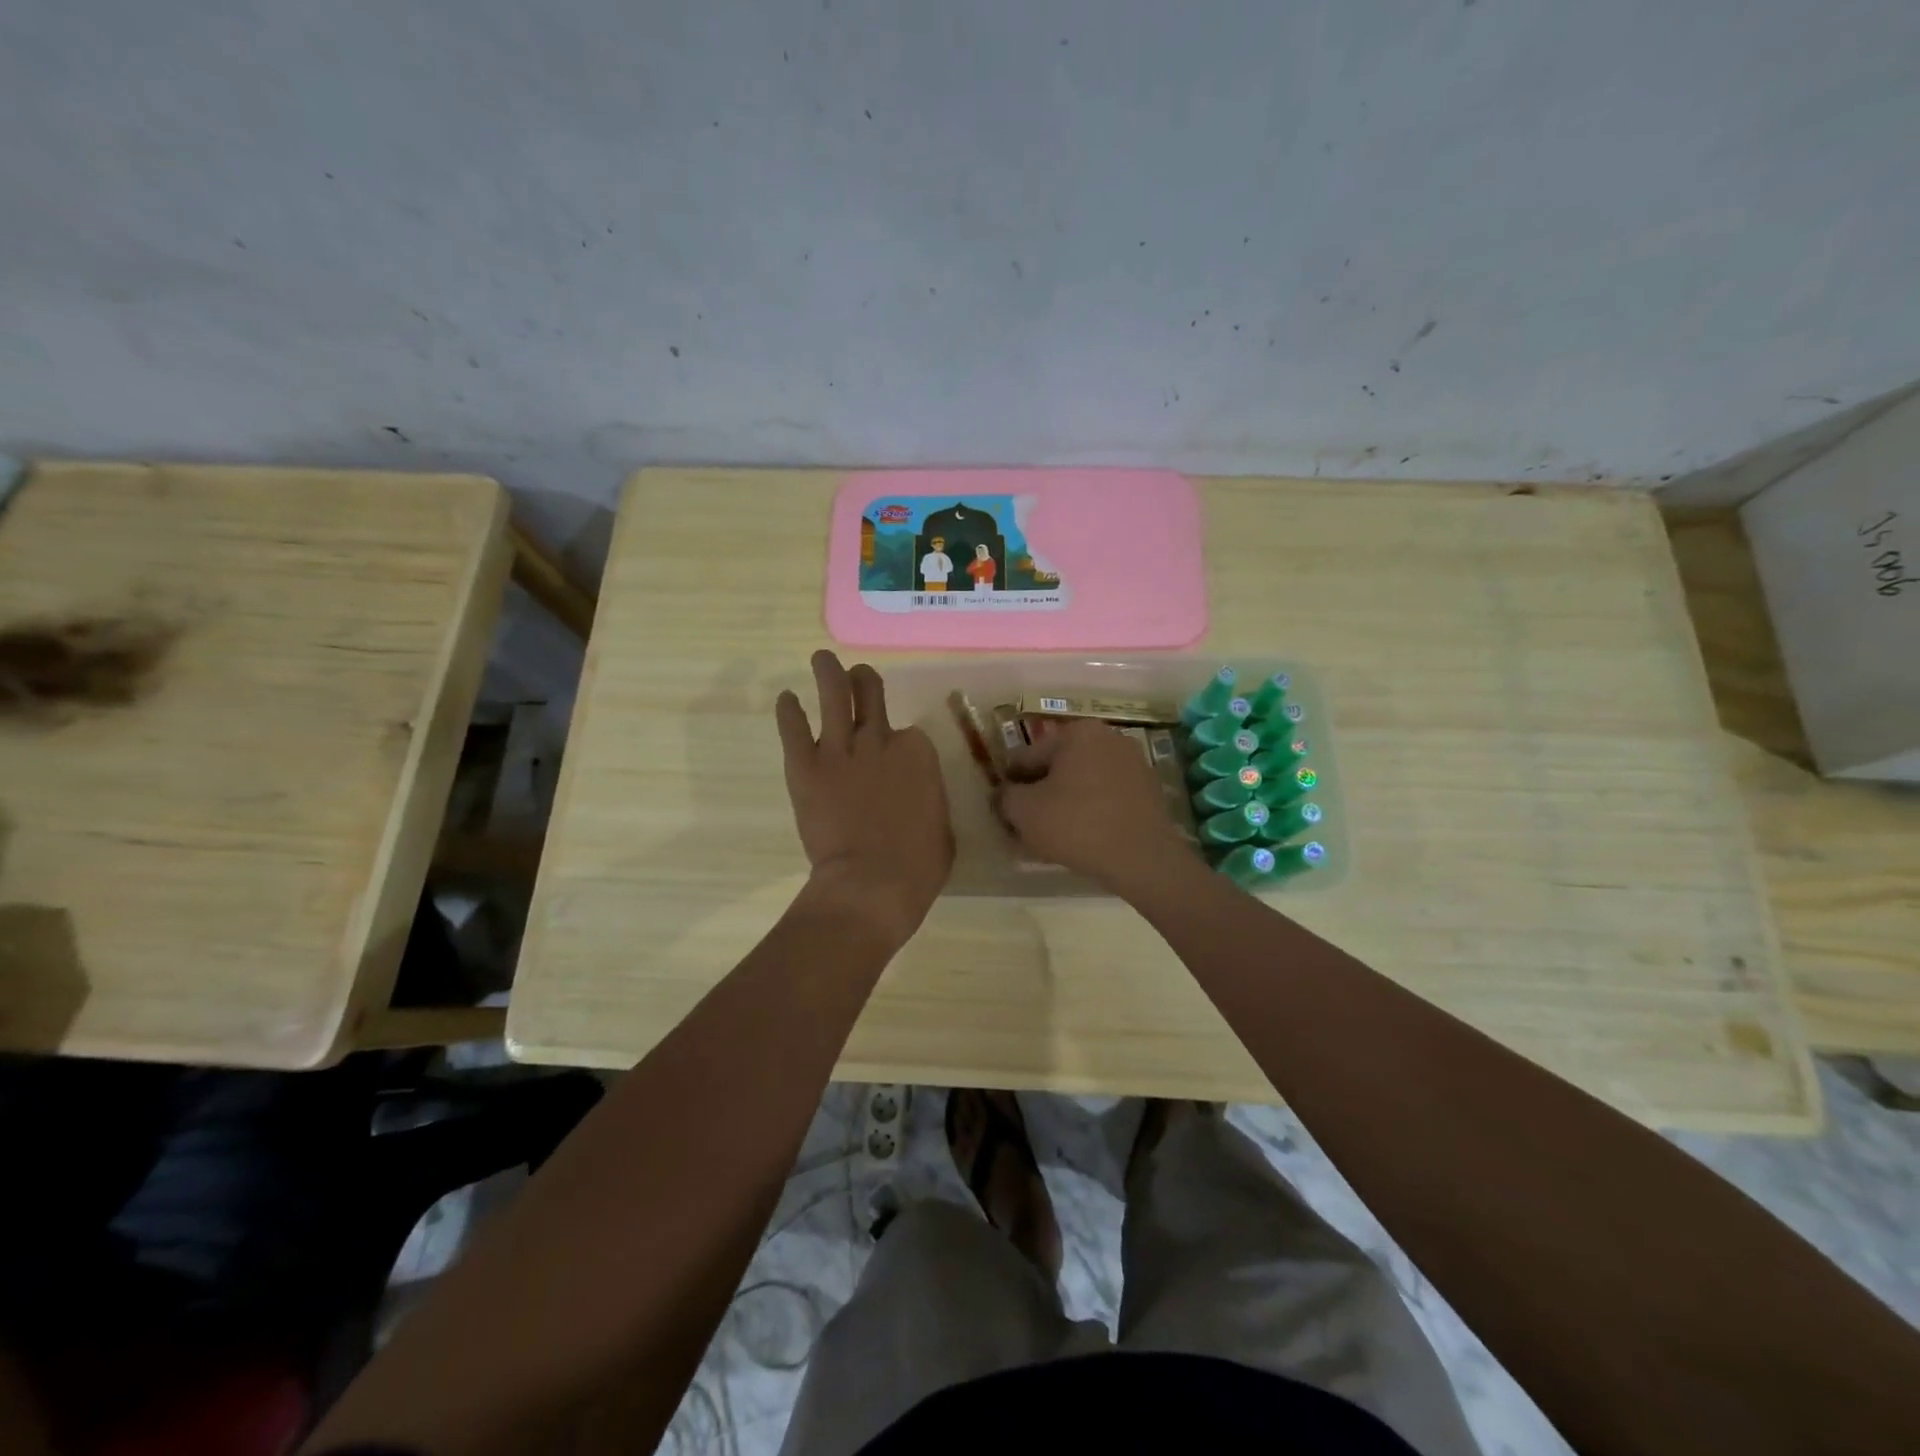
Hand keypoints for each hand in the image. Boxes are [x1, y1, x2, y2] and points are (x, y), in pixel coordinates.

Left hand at [776, 651, 953, 945]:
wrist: (873, 882)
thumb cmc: (919, 864)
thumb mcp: (941, 824)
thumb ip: (927, 798)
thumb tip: (918, 797)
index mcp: (918, 752)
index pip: (908, 732)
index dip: (899, 742)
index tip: (893, 753)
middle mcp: (880, 740)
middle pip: (870, 697)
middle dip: (863, 682)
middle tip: (857, 675)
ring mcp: (840, 750)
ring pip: (833, 697)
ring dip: (828, 673)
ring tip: (821, 658)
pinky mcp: (806, 766)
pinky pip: (794, 729)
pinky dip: (789, 712)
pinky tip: (786, 698)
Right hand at [996, 719, 1196, 892]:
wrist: (1143, 859)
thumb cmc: (1076, 825)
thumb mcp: (1024, 811)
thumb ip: (1005, 796)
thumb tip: (1004, 794)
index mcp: (1077, 732)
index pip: (1026, 757)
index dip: (1010, 786)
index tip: (1004, 813)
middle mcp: (1107, 737)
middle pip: (1056, 768)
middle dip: (1039, 795)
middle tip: (1026, 828)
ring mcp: (1132, 763)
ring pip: (1081, 784)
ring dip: (1063, 805)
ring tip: (1052, 838)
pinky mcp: (1147, 790)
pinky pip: (1105, 797)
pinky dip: (1089, 812)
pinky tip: (1081, 839)